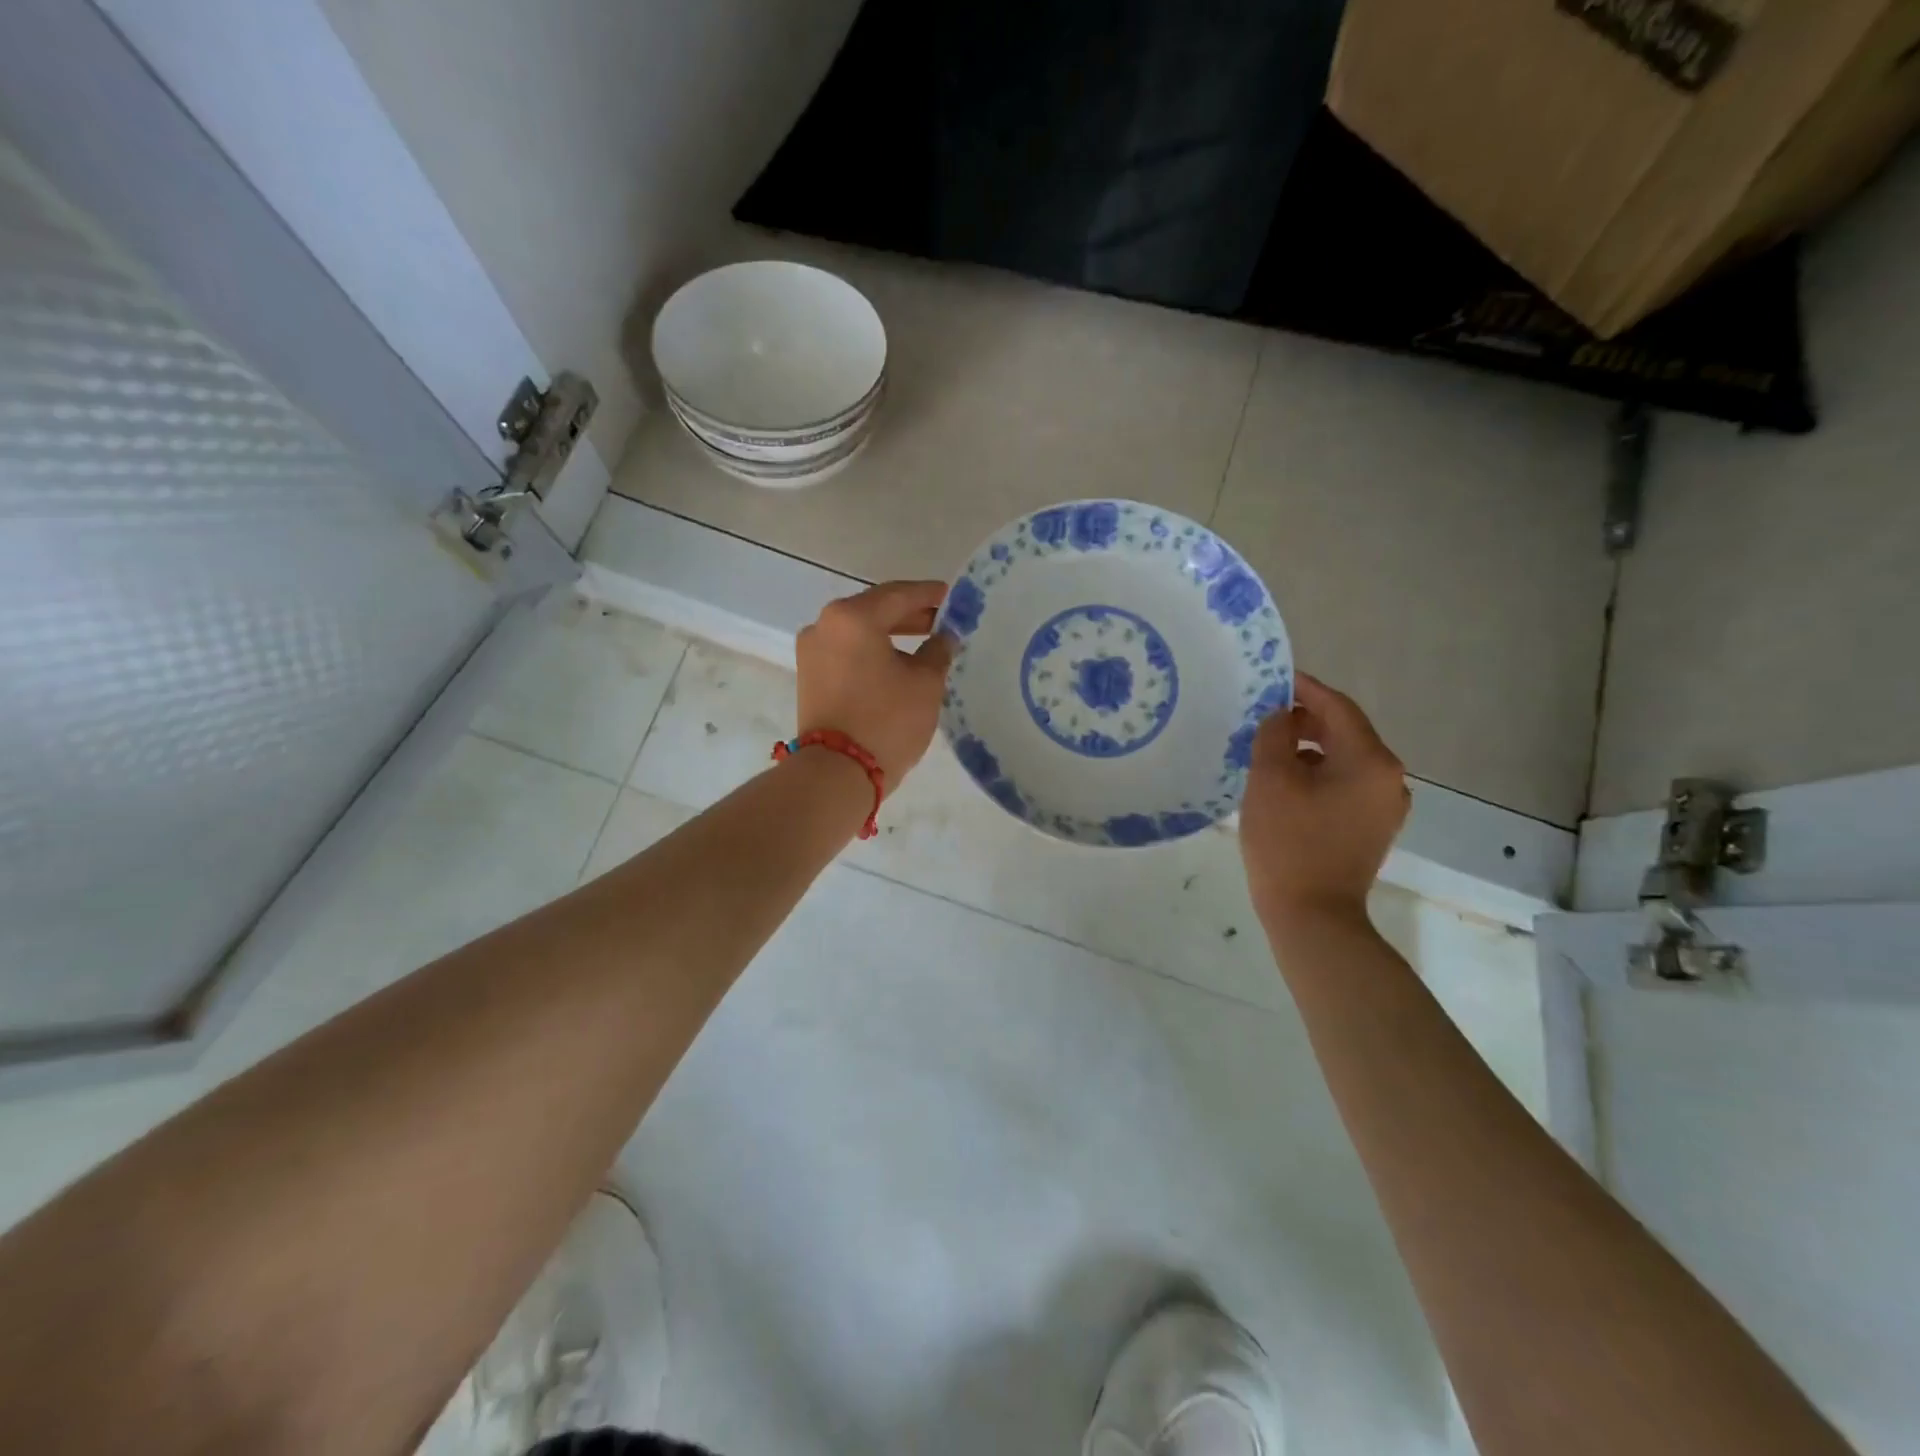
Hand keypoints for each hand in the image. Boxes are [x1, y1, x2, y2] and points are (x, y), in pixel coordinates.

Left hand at [795, 580, 953, 789]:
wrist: (837, 773)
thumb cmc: (886, 720)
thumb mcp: (925, 683)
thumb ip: (938, 650)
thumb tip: (943, 637)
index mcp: (852, 617)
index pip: (899, 594)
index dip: (930, 595)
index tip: (953, 597)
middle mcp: (824, 625)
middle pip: (874, 609)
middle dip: (910, 614)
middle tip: (942, 621)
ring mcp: (812, 651)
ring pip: (859, 631)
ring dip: (890, 634)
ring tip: (925, 643)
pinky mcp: (809, 676)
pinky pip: (847, 652)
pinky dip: (872, 651)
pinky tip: (897, 662)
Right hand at [1240, 673, 1409, 930]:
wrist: (1312, 915)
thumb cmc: (1288, 843)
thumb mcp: (1270, 780)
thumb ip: (1274, 735)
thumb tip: (1280, 716)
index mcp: (1370, 760)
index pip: (1337, 707)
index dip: (1304, 689)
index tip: (1274, 678)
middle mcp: (1389, 778)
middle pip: (1345, 732)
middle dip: (1305, 719)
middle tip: (1264, 716)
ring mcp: (1384, 805)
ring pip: (1344, 760)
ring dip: (1309, 748)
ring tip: (1269, 750)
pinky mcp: (1372, 827)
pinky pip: (1345, 784)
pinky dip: (1318, 774)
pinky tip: (1286, 783)